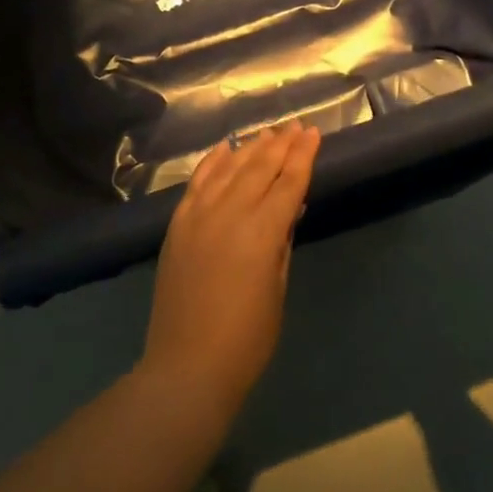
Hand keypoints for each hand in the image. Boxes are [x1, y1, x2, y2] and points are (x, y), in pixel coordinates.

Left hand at [139, 122, 320, 413]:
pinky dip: (212, 162)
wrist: (187, 365)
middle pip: (260, 167)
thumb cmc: (246, 338)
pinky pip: (197, 182)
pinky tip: (224, 149)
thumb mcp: (277, 288)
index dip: (304, 156)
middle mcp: (230, 213)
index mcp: (262, 232)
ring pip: (229, 168)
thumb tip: (287, 209)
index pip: (289, 182)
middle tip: (296, 126)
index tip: (314, 133)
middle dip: (282, 144)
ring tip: (268, 133)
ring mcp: (199, 215)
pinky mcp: (178, 224)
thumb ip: (281, 242)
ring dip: (250, 148)